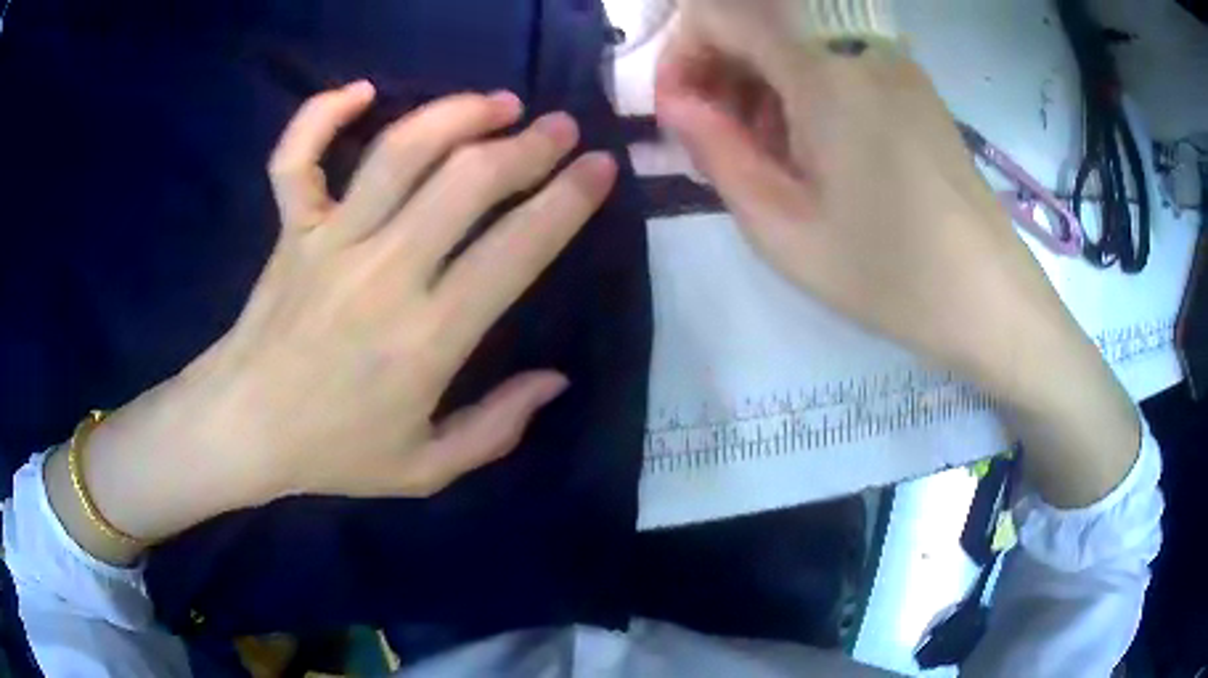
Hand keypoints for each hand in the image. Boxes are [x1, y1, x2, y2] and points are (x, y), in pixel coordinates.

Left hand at [50, 82, 618, 560]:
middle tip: (560, 128)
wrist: (242, 429)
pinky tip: (362, 91)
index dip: (567, 202)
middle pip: (466, 181)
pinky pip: (298, 157)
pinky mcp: (290, 230)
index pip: (515, 251)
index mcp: (426, 339)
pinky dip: (323, 114)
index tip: (600, 169)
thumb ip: (496, 428)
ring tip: (498, 102)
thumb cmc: (333, 452)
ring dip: (456, 114)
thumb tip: (555, 379)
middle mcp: (382, 274)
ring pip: (399, 153)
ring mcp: (329, 243)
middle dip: (527, 145)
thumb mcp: (426, 469)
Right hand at [654, 0, 1139, 507]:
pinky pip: (836, 64)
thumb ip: (717, 152)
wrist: (989, 298)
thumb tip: (677, 103)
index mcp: (825, 73)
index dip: (682, 51)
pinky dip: (803, 93)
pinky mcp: (912, 86)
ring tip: (770, 160)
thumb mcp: (783, 229)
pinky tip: (816, 152)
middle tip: (720, 145)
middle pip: (759, 22)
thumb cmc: (889, 275)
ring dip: (761, 86)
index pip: (720, 12)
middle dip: (719, 72)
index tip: (681, 111)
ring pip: (797, 44)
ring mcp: (892, 65)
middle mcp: (859, 49)